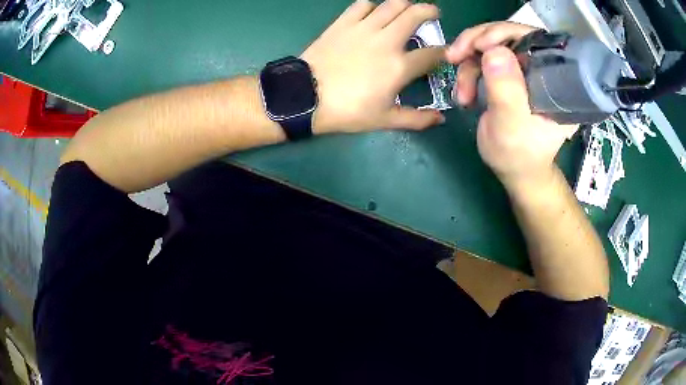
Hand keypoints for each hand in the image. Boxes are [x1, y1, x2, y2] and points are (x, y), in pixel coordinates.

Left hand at [302, 0, 445, 133]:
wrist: (305, 97)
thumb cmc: (347, 111)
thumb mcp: (384, 120)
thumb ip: (416, 118)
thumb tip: (441, 118)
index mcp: (399, 67)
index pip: (432, 54)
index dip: (444, 52)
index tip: (446, 52)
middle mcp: (386, 41)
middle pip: (415, 15)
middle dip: (430, 11)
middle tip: (434, 14)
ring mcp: (364, 28)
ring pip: (392, 4)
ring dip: (405, 5)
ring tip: (407, 10)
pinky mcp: (343, 23)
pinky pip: (362, 5)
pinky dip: (372, 6)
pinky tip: (373, 14)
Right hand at [446, 22, 576, 189]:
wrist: (514, 170)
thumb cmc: (519, 155)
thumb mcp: (511, 126)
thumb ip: (506, 90)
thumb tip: (494, 51)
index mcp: (556, 80)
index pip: (535, 40)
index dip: (506, 33)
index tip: (480, 44)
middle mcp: (542, 68)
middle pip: (509, 36)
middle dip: (478, 43)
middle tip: (455, 56)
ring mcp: (524, 69)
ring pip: (492, 45)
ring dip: (469, 63)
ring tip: (462, 93)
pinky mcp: (510, 74)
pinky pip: (484, 57)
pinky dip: (468, 71)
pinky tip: (464, 93)